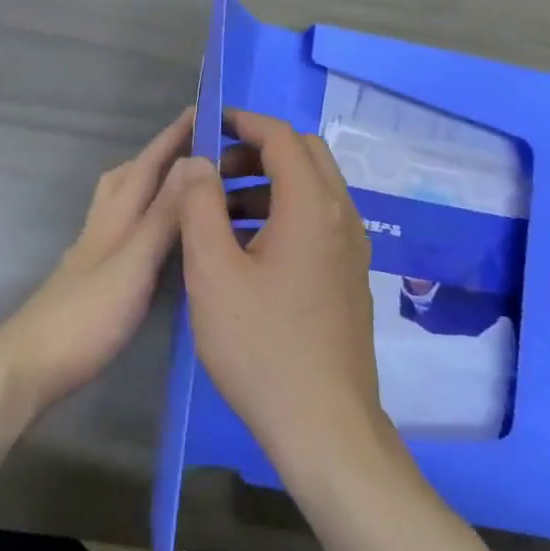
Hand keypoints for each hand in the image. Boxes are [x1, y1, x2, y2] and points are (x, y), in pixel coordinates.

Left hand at [0, 107, 193, 414]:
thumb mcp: (133, 263)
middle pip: (129, 176)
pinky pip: (125, 229)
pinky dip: (145, 217)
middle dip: (160, 154)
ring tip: (183, 186)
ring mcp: (94, 251)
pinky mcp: (94, 276)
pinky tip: (157, 238)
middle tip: (196, 147)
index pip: (148, 165)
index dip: (173, 137)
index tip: (201, 110)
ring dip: (150, 183)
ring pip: (123, 201)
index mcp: (115, 216)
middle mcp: (103, 225)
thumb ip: (162, 216)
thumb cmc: (86, 316)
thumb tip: (193, 162)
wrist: (31, 363)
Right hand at [178, 109, 387, 470]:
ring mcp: (351, 250)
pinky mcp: (349, 278)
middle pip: (304, 156)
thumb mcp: (213, 272)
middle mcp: (341, 218)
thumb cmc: (261, 346)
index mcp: (312, 207)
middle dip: (256, 151)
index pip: (282, 137)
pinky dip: (282, 214)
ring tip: (219, 213)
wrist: (324, 428)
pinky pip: (317, 222)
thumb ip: (199, 206)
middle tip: (212, 172)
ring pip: (312, 190)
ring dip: (267, 184)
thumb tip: (197, 161)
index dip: (243, 122)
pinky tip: (246, 251)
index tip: (207, 125)